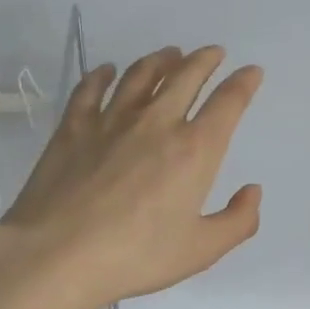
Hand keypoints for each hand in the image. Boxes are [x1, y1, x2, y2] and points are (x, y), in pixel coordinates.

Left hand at [0, 45, 262, 308]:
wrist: (57, 255)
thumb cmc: (136, 255)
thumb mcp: (201, 250)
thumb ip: (238, 221)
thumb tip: (252, 191)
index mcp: (195, 150)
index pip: (228, 103)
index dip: (244, 83)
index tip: (252, 71)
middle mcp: (157, 123)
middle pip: (185, 76)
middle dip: (205, 60)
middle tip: (212, 53)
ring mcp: (111, 120)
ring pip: (141, 75)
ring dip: (160, 60)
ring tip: (170, 54)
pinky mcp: (73, 127)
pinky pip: (91, 89)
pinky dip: (102, 75)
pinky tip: (106, 70)